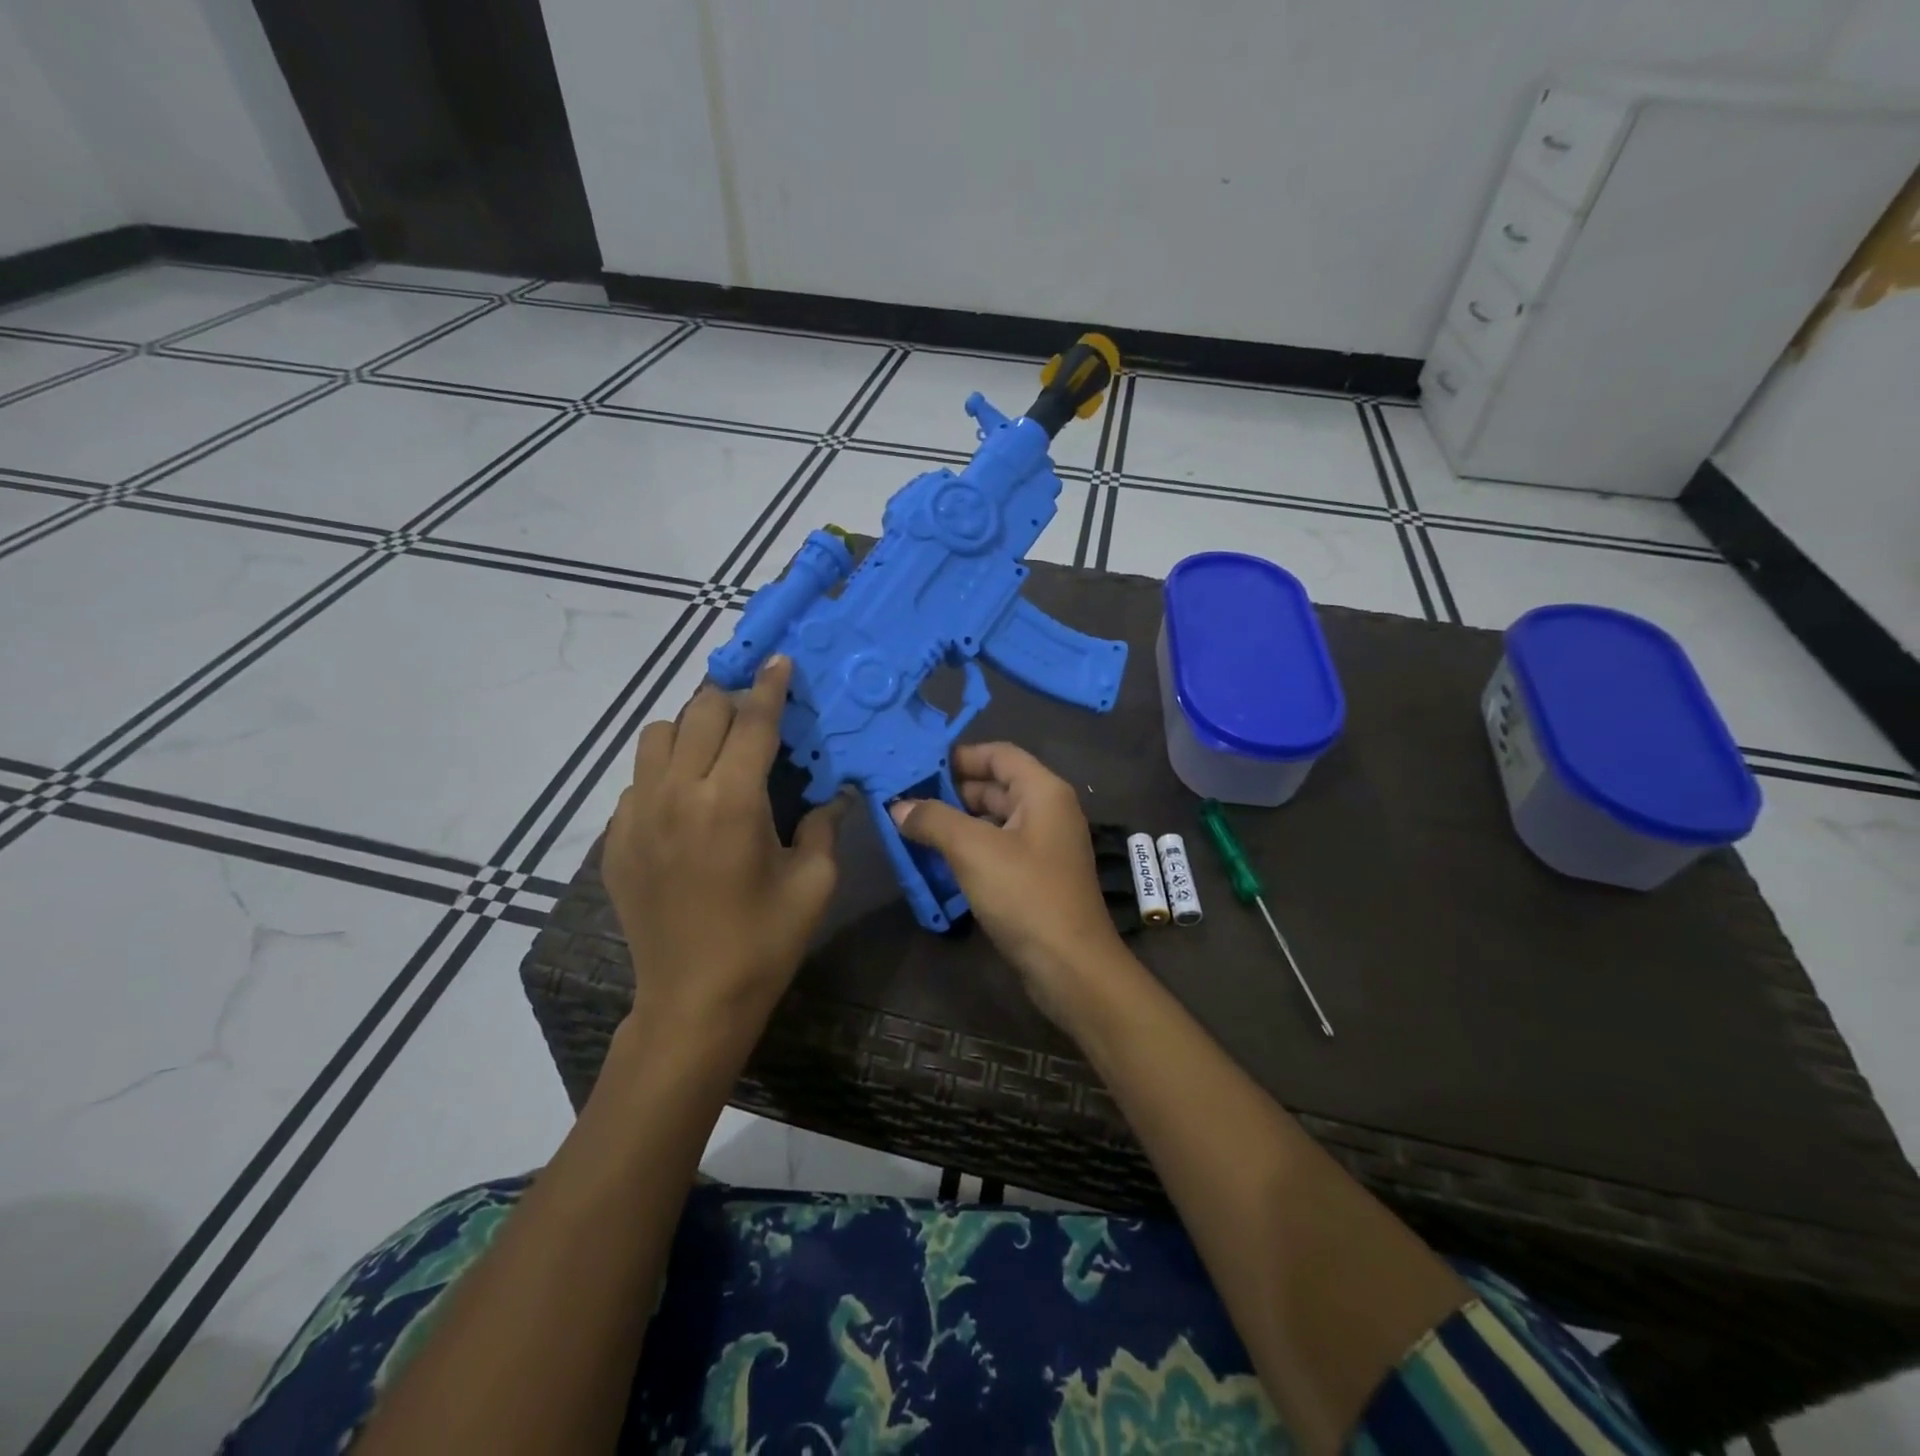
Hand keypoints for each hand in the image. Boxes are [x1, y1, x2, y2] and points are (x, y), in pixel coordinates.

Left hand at [603, 655, 843, 1023]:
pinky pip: (638, 778)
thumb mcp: (814, 882)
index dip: (770, 686)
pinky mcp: (616, 838)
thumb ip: (825, 825)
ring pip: (657, 735)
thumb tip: (836, 793)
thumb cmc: (765, 941)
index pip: (752, 722)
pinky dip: (665, 770)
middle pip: (700, 712)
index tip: (780, 660)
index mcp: (732, 802)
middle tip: (757, 715)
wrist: (693, 1000)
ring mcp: (637, 815)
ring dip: (691, 728)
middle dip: (733, 701)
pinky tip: (687, 802)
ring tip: (716, 752)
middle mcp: (678, 794)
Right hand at [890, 742, 1124, 1026]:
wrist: (1070, 967)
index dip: (959, 756)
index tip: (918, 767)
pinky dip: (969, 849)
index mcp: (1043, 792)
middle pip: (995, 786)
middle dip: (951, 792)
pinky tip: (937, 861)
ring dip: (956, 823)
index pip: (999, 754)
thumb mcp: (973, 850)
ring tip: (913, 830)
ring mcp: (1044, 846)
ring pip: (994, 820)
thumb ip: (934, 820)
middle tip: (906, 800)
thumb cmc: (1026, 895)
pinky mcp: (1036, 877)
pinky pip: (998, 849)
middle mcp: (1048, 811)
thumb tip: (899, 806)